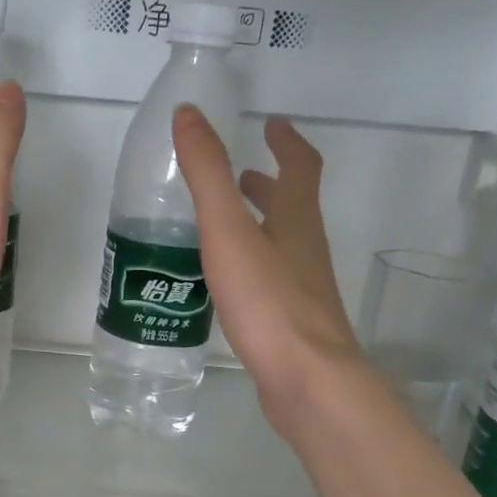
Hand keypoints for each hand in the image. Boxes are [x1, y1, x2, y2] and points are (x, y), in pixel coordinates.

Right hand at [174, 106, 363, 432]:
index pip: (300, 167)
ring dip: (259, 227)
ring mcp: (302, 291)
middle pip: (293, 207)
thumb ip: (208, 175)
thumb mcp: (230, 232)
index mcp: (296, 221)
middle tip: (242, 175)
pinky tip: (226, 286)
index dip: (287, 141)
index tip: (273, 123)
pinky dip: (251, 267)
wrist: (307, 381)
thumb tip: (188, 114)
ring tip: (225, 227)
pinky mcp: (291, 325)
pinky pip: (271, 282)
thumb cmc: (270, 303)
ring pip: (281, 246)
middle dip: (268, 186)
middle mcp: (305, 251)